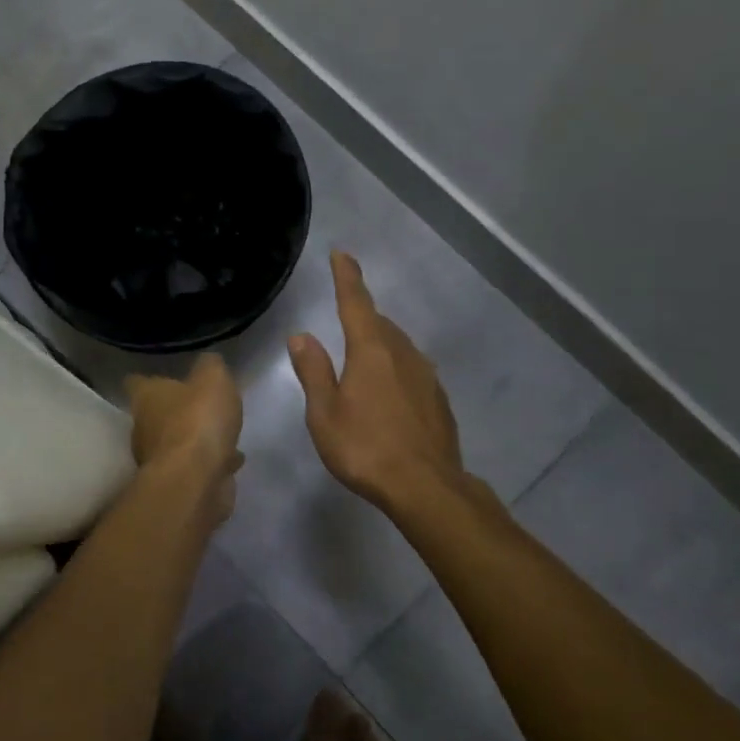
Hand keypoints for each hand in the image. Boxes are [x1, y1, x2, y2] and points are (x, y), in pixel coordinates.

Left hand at [125, 354, 244, 522]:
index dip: (149, 379)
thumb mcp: (213, 378)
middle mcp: (144, 428)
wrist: (195, 481)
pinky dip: (211, 463)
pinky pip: (196, 467)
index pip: (137, 382)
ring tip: (222, 434)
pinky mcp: (177, 483)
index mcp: (146, 398)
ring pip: (177, 443)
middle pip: (156, 415)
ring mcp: (159, 459)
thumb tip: (207, 362)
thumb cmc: (198, 421)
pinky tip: (232, 460)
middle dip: (177, 411)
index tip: (163, 376)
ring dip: (196, 440)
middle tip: (202, 406)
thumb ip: (210, 366)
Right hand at [288, 252, 465, 509]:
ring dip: (380, 342)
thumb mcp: (325, 413)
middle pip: (380, 323)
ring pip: (399, 346)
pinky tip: (388, 391)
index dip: (347, 277)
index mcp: (371, 351)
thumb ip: (313, 371)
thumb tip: (301, 335)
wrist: (426, 486)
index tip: (342, 254)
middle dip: (362, 315)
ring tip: (363, 356)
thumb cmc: (365, 448)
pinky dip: (396, 368)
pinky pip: (412, 370)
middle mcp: (402, 354)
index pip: (355, 303)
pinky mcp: (438, 399)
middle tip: (345, 317)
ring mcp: (426, 375)